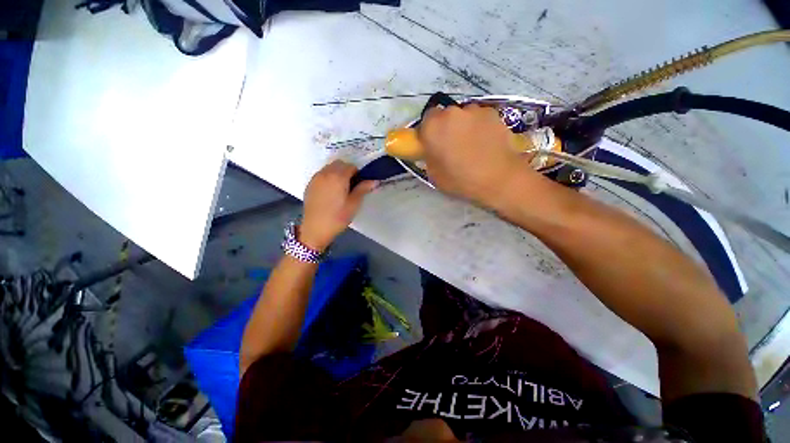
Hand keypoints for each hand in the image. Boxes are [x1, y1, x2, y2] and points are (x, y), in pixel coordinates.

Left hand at [300, 161, 376, 250]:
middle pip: (339, 164)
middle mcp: (325, 173)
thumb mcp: (354, 204)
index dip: (357, 174)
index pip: (351, 166)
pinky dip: (328, 177)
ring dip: (337, 173)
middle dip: (347, 171)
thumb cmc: (338, 217)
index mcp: (338, 177)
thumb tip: (375, 180)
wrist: (315, 229)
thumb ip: (363, 189)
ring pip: (329, 168)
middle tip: (351, 187)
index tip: (359, 185)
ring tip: (340, 189)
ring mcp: (316, 178)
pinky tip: (330, 192)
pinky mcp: (310, 184)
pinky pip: (321, 174)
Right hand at [419, 104, 531, 207]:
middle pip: (446, 115)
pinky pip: (480, 117)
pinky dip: (480, 126)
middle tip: (453, 145)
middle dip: (447, 127)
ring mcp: (474, 110)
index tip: (435, 142)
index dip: (430, 130)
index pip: (426, 119)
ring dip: (464, 125)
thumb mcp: (434, 174)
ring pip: (464, 115)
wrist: (498, 178)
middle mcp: (451, 113)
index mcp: (433, 127)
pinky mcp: (493, 113)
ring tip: (473, 144)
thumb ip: (430, 156)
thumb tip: (434, 149)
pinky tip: (487, 142)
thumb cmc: (461, 180)